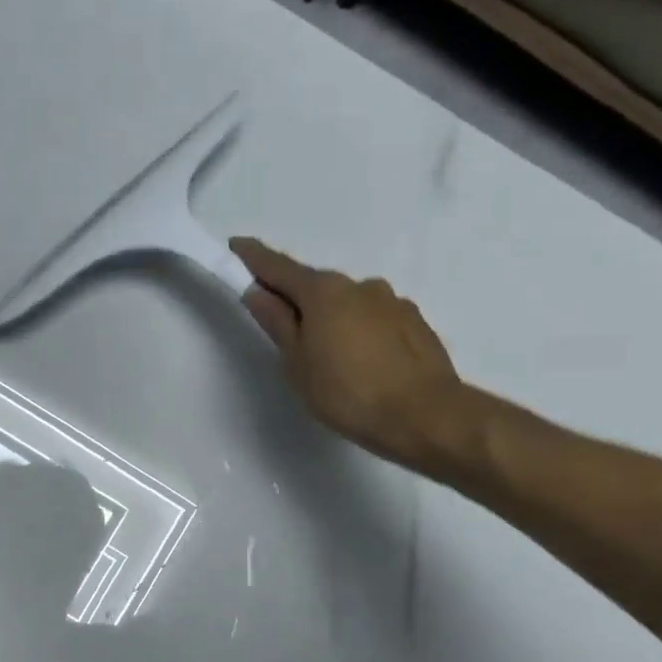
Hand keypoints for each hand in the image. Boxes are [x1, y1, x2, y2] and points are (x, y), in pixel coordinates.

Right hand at [231, 236, 474, 472]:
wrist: (425, 416)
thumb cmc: (347, 392)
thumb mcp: (297, 363)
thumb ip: (277, 323)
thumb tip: (258, 292)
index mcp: (324, 291)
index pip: (279, 267)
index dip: (254, 258)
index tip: (236, 246)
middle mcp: (360, 285)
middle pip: (316, 286)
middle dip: (296, 299)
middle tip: (283, 330)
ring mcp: (392, 301)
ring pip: (348, 304)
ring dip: (331, 319)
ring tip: (329, 359)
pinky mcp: (415, 322)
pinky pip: (374, 320)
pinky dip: (359, 332)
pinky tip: (362, 363)